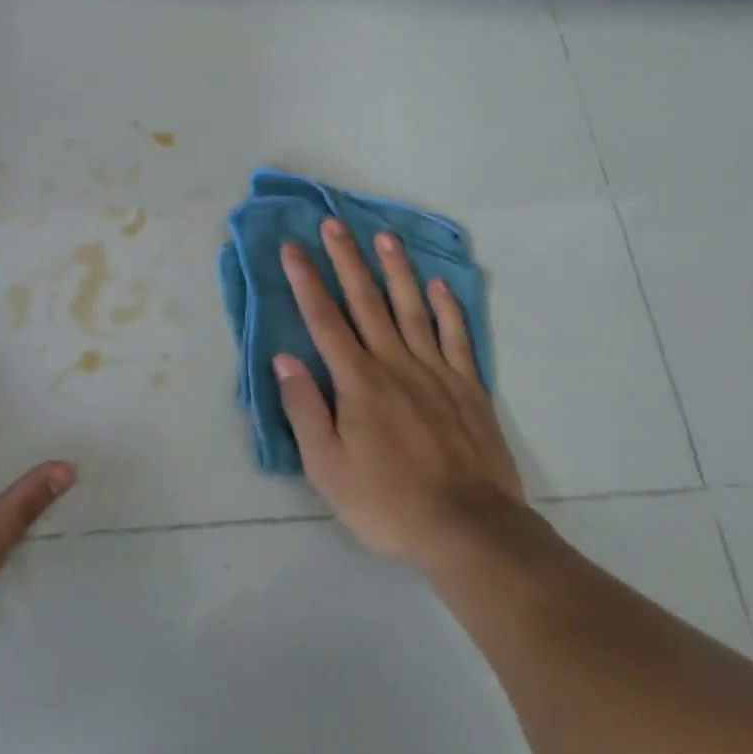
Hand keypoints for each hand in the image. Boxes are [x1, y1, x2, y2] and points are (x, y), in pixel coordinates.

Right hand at [276, 220, 527, 568]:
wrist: (469, 530)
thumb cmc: (387, 501)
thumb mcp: (327, 467)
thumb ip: (304, 408)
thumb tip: (283, 359)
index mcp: (357, 381)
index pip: (324, 320)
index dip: (305, 281)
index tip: (292, 247)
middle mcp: (394, 364)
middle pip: (366, 301)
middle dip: (346, 260)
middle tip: (333, 223)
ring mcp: (435, 372)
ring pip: (411, 308)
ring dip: (395, 270)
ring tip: (384, 236)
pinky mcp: (468, 388)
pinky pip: (456, 338)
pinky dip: (447, 308)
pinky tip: (439, 285)